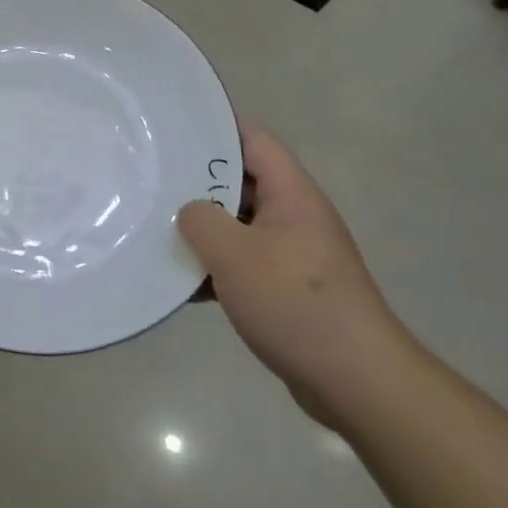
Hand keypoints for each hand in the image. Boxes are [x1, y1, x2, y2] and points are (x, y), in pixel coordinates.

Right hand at [177, 123, 414, 422]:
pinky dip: (216, 269)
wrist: (355, 379)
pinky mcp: (288, 289)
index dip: (216, 128)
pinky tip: (182, 284)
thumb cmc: (295, 302)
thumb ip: (201, 221)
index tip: (174, 131)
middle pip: (242, 182)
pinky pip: (245, 264)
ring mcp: (293, 254)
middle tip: (153, 181)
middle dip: (198, 184)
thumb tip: (190, 213)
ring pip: (239, 226)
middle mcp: (295, 216)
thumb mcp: (235, 254)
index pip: (254, 140)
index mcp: (292, 194)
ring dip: (204, 231)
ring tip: (157, 230)